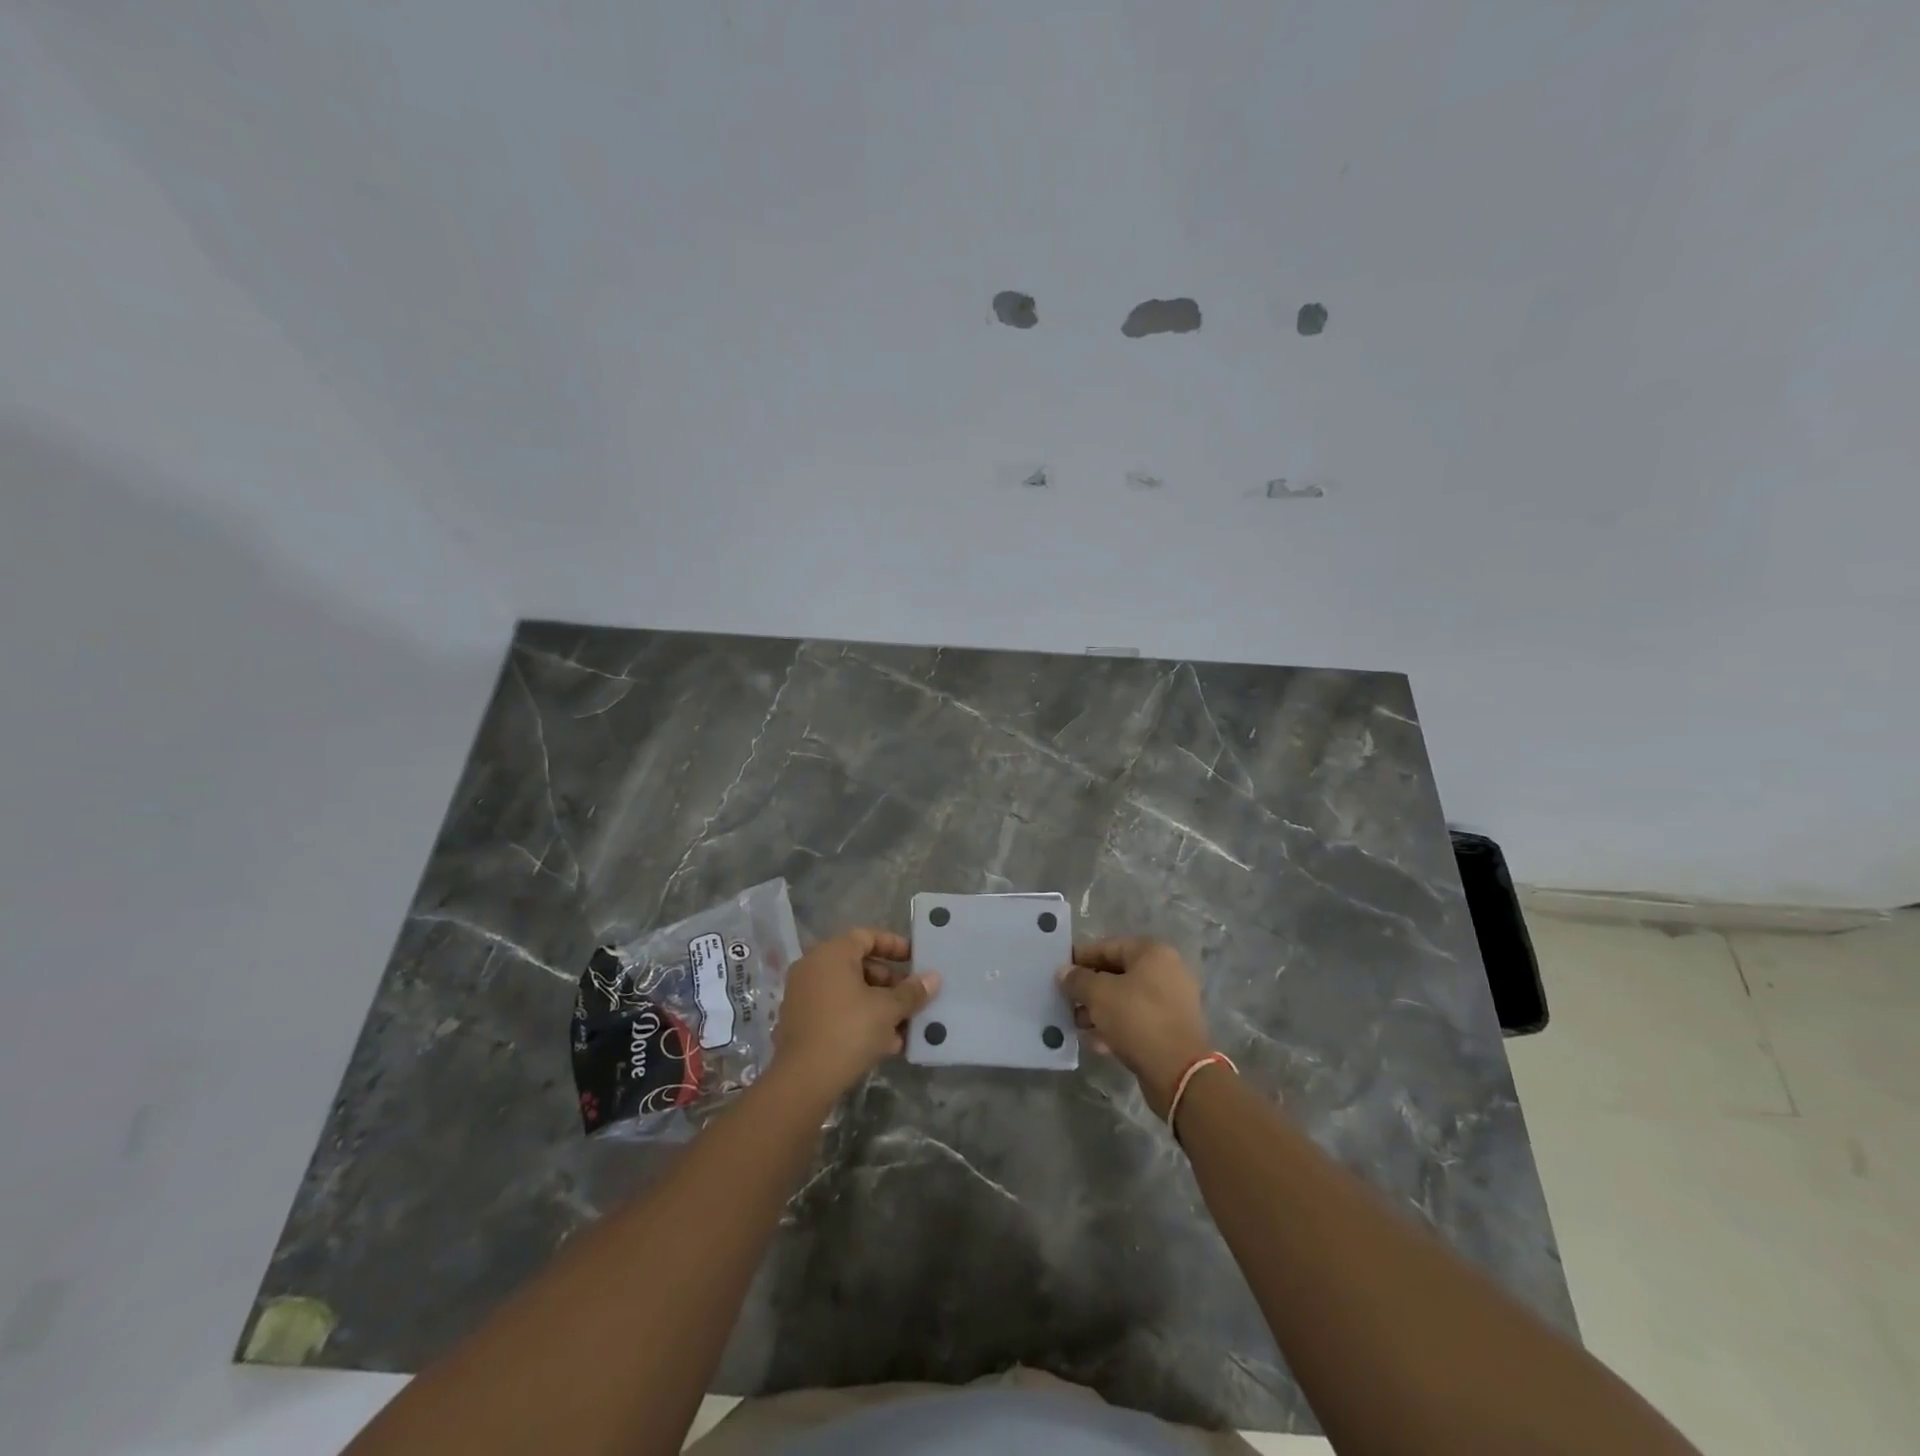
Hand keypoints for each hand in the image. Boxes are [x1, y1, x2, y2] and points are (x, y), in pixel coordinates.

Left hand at [771, 928, 939, 1102]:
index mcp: (831, 954)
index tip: (916, 959)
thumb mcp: (887, 1010)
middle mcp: (813, 968)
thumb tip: (933, 978)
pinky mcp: (801, 1023)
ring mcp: (803, 996)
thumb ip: (911, 992)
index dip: (894, 945)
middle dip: (890, 982)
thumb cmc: (849, 1031)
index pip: (867, 936)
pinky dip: (860, 1019)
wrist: (803, 1081)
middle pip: (859, 965)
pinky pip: (837, 1011)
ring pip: (849, 992)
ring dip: (879, 1005)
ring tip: (905, 1026)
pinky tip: (885, 1043)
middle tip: (913, 998)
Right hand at [1060, 937, 1211, 1116]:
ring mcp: (1172, 1001)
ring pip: (1126, 999)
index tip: (1058, 972)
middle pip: (1117, 973)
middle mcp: (1166, 971)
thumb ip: (1077, 979)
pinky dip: (1116, 1027)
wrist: (1179, 1072)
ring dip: (1100, 1010)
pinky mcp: (1172, 1029)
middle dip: (1089, 988)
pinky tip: (1096, 1042)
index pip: (1107, 947)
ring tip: (1077, 1024)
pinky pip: (1137, 1020)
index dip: (1079, 958)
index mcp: (1152, 952)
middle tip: (1065, 1000)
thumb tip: (1064, 972)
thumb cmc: (1137, 1019)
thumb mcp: (1099, 995)